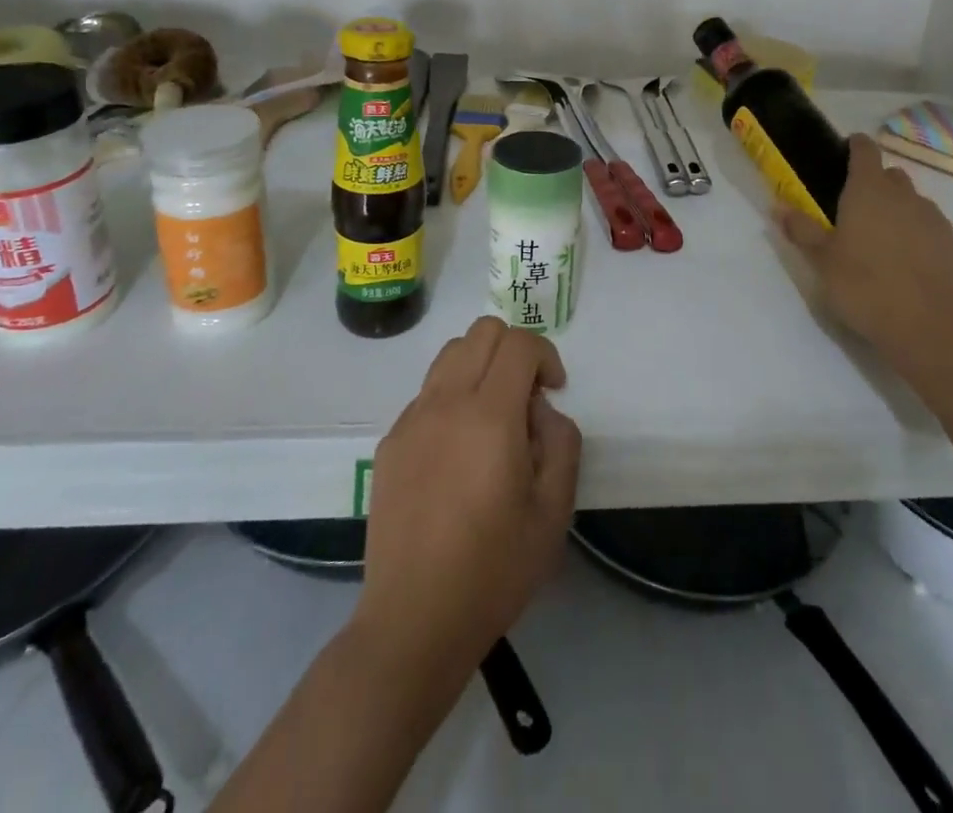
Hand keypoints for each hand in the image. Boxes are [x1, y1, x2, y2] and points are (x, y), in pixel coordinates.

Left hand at [356, 317, 582, 676]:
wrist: (414, 620)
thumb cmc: (494, 569)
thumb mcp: (554, 511)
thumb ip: (561, 442)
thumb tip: (541, 409)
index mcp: (489, 416)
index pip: (518, 343)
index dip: (545, 355)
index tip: (554, 391)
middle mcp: (446, 403)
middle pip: (481, 332)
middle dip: (514, 350)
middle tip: (526, 398)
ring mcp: (411, 420)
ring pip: (450, 354)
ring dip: (480, 366)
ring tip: (493, 417)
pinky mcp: (390, 442)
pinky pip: (428, 392)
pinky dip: (452, 396)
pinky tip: (459, 451)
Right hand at [779, 134, 952, 371]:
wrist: (924, 328)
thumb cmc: (862, 286)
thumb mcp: (821, 260)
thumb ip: (801, 229)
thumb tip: (780, 207)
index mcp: (868, 191)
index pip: (865, 150)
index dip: (856, 147)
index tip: (846, 153)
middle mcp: (905, 196)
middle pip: (891, 176)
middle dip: (876, 184)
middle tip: (856, 211)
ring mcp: (935, 220)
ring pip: (914, 202)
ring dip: (899, 211)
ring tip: (883, 242)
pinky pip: (932, 230)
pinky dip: (919, 236)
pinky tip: (908, 264)